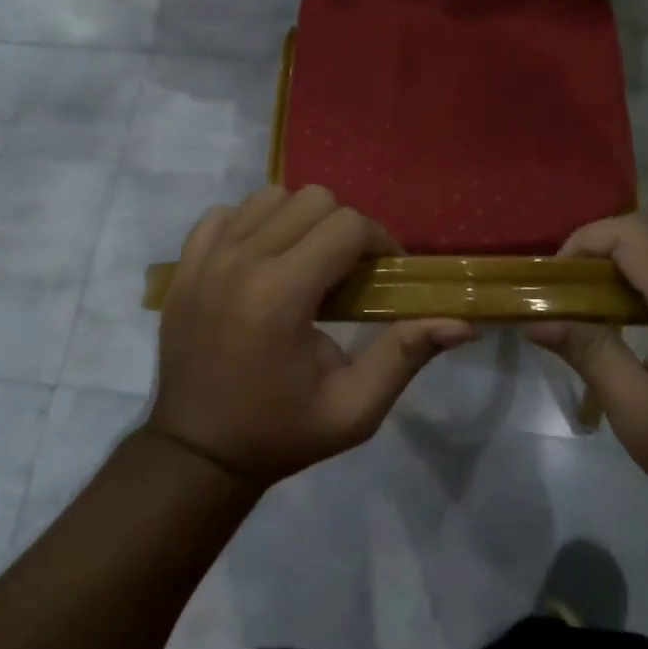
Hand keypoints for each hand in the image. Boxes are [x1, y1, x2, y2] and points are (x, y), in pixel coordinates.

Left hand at [148, 186, 473, 486]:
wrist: (196, 452)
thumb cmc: (281, 432)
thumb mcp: (354, 408)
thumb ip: (406, 355)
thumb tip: (462, 322)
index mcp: (281, 295)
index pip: (347, 226)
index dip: (379, 242)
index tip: (384, 274)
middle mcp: (241, 262)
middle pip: (313, 200)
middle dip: (344, 228)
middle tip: (348, 272)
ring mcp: (206, 259)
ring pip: (270, 196)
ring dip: (299, 221)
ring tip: (305, 263)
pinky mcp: (185, 263)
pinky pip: (226, 213)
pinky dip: (252, 225)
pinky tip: (262, 261)